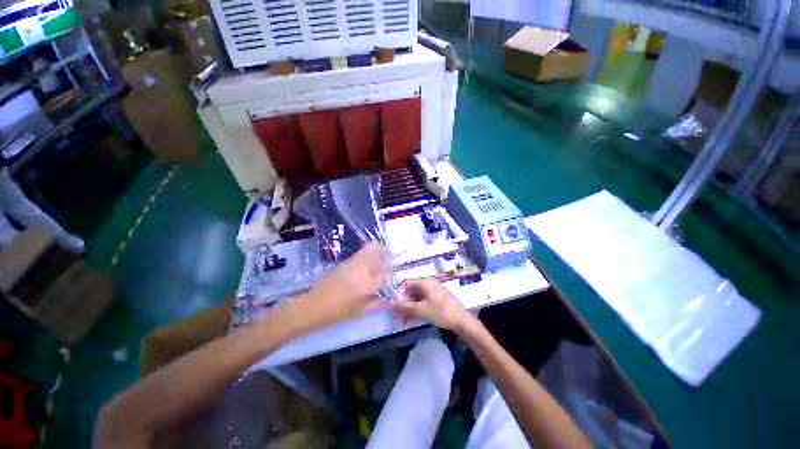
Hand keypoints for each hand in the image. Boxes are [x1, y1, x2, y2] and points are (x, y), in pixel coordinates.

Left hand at [293, 243, 390, 328]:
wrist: (314, 305)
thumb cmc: (339, 312)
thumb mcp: (360, 311)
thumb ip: (376, 304)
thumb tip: (388, 299)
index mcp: (368, 284)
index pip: (385, 274)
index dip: (390, 273)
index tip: (391, 275)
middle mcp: (362, 269)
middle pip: (377, 250)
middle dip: (385, 252)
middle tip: (388, 258)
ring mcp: (352, 263)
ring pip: (369, 248)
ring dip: (377, 250)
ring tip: (380, 257)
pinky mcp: (345, 262)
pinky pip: (360, 253)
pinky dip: (367, 253)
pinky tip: (366, 263)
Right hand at [391, 279, 475, 332]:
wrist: (462, 321)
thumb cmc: (441, 311)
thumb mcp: (421, 309)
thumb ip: (404, 306)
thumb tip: (389, 303)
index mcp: (425, 282)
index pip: (406, 283)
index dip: (398, 293)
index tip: (393, 305)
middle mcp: (428, 285)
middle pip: (410, 292)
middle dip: (402, 304)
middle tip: (396, 317)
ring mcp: (432, 293)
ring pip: (415, 299)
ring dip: (407, 309)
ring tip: (401, 321)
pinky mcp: (436, 301)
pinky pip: (422, 303)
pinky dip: (415, 311)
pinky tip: (409, 320)